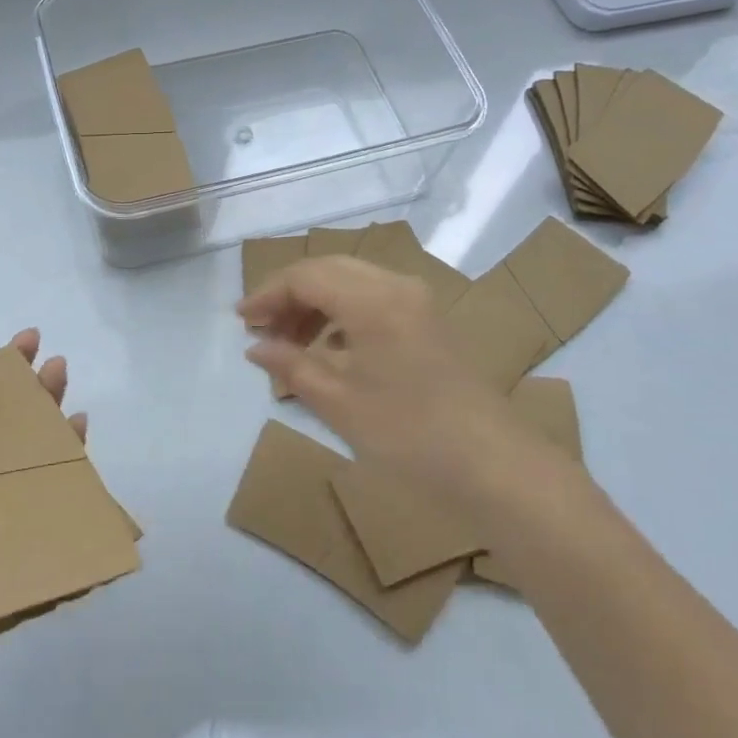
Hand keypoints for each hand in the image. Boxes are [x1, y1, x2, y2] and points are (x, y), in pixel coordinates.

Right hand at [238, 257, 555, 512]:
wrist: (497, 467)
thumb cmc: (410, 435)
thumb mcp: (340, 404)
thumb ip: (292, 367)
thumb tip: (256, 347)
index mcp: (372, 300)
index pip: (306, 276)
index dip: (268, 294)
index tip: (241, 321)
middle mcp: (397, 286)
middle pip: (330, 270)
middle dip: (290, 294)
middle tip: (261, 328)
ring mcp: (419, 302)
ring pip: (353, 281)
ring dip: (317, 302)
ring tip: (290, 341)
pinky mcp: (431, 321)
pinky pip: (375, 299)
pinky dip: (344, 313)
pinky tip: (331, 348)